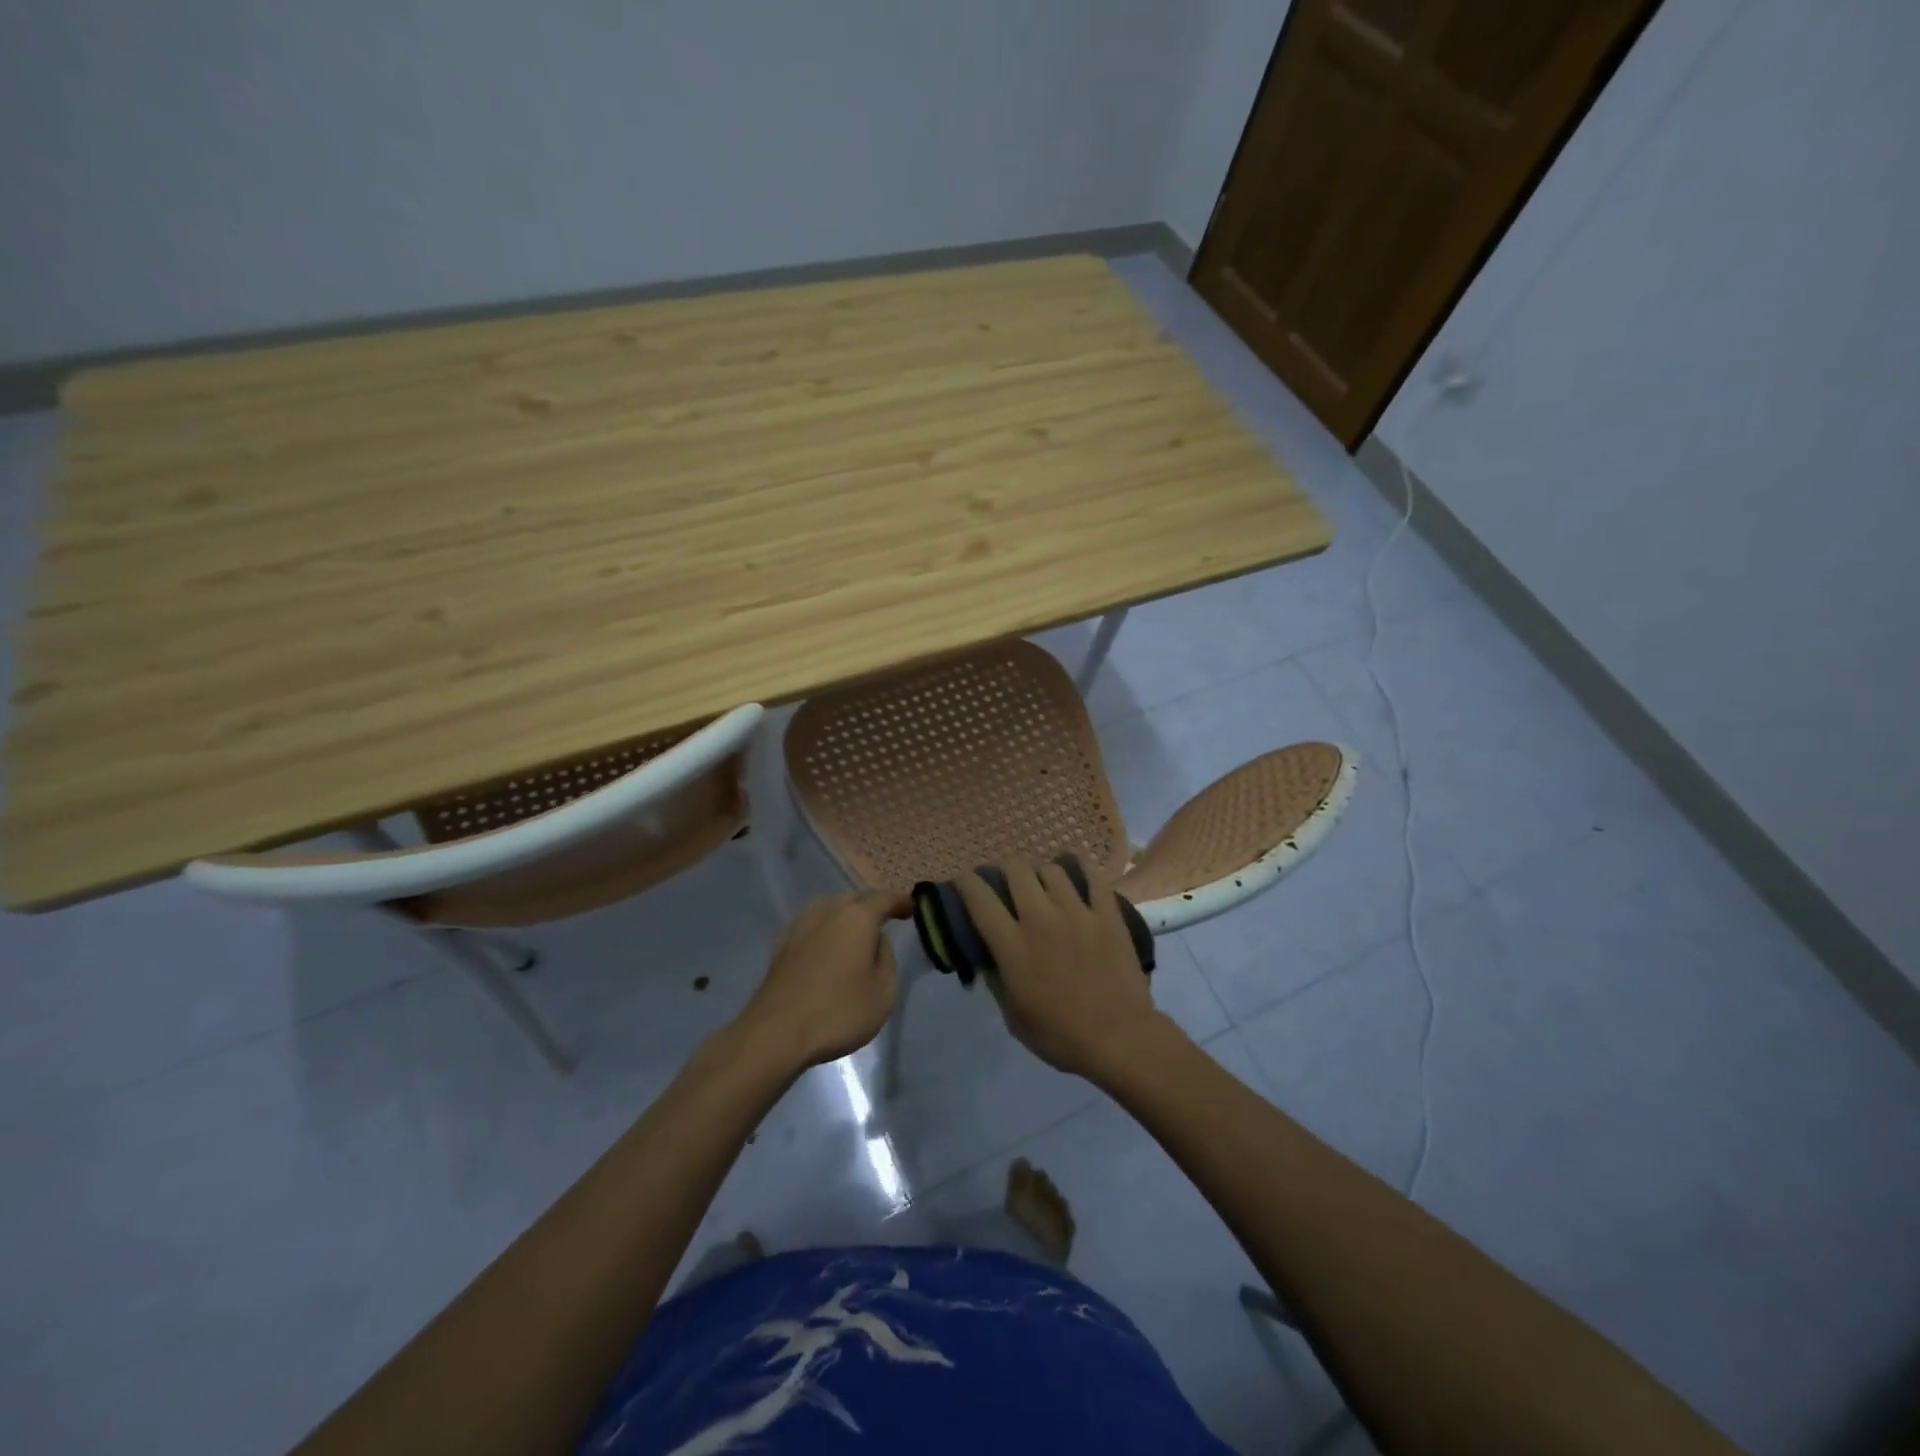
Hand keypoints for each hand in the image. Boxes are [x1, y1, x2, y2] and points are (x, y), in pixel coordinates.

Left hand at [737, 891, 910, 1069]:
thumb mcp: (883, 991)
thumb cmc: (838, 1011)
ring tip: (855, 931)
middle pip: (854, 899)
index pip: (884, 899)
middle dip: (871, 906)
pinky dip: (825, 928)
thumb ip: (886, 958)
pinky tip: (826, 944)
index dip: (899, 902)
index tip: (910, 907)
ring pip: (829, 908)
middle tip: (884, 919)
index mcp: (857, 918)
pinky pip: (811, 925)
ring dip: (845, 914)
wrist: (777, 1032)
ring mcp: (801, 925)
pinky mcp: (781, 944)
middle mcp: (828, 911)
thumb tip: (876, 941)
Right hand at [955, 861, 1173, 1081]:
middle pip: (1015, 869)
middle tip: (1004, 883)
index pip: (979, 896)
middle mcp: (1041, 918)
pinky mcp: (1107, 913)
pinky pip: (1092, 875)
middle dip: (1003, 869)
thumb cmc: (1060, 1036)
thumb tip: (988, 956)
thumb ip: (997, 979)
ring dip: (1040, 873)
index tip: (964, 883)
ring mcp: (1077, 911)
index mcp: (1013, 945)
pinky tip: (1074, 871)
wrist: (1120, 1038)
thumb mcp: (1012, 1016)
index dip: (965, 882)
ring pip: (1051, 868)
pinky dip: (1079, 867)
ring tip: (1042, 884)